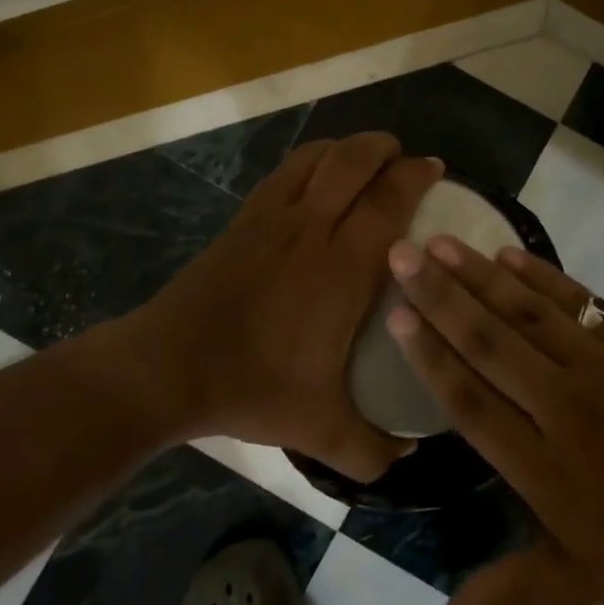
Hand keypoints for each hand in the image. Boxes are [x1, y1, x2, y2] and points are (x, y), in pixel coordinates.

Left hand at [121, 131, 441, 480]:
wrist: (168, 368)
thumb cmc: (252, 387)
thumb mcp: (321, 430)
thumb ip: (372, 449)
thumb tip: (408, 457)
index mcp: (342, 267)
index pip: (389, 201)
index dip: (416, 177)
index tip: (436, 170)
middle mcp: (311, 228)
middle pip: (354, 161)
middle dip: (386, 149)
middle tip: (406, 160)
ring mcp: (272, 218)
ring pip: (316, 157)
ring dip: (347, 148)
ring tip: (366, 158)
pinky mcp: (243, 220)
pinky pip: (284, 172)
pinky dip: (310, 160)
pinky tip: (315, 176)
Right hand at [386, 236, 603, 604]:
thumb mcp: (580, 580)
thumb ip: (506, 591)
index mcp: (543, 467)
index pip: (469, 401)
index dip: (429, 357)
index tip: (395, 316)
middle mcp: (562, 406)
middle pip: (488, 342)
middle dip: (438, 296)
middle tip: (399, 254)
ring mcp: (601, 367)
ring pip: (526, 312)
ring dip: (478, 275)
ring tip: (439, 242)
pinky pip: (577, 301)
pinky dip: (540, 275)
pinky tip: (507, 254)